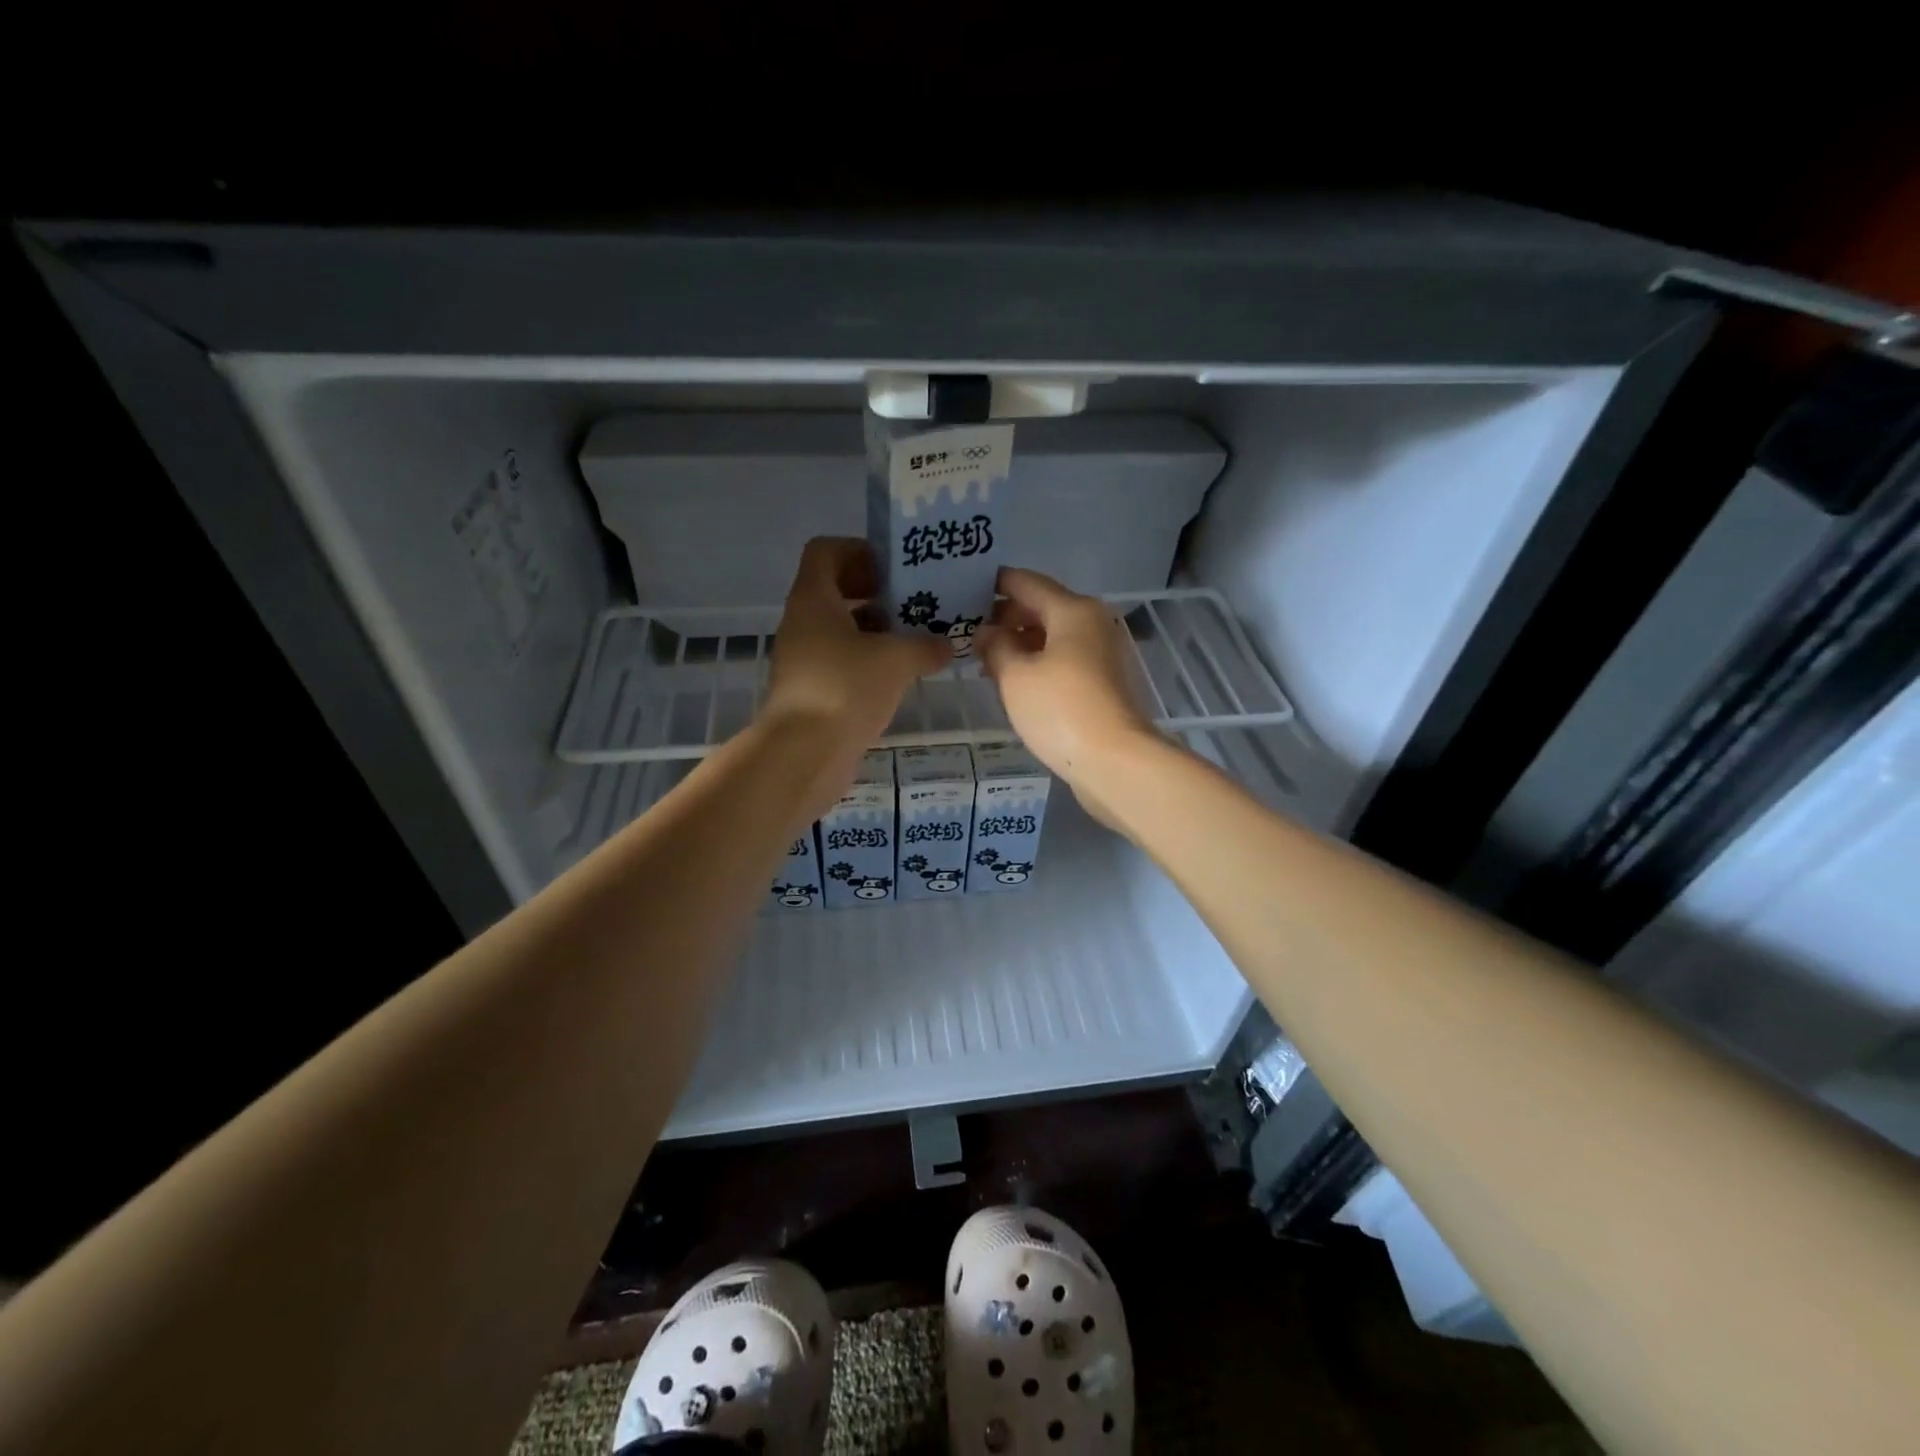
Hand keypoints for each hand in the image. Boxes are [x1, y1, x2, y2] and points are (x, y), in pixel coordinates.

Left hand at [762, 538, 950, 818]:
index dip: (859, 551)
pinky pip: (843, 662)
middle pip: (837, 591)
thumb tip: (946, 645)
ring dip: (878, 630)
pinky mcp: (813, 691)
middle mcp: (803, 623)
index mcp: (814, 600)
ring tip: (918, 638)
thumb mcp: (897, 659)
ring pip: (842, 630)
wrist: (804, 754)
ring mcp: (804, 659)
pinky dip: (870, 661)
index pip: (826, 552)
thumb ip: (926, 645)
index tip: (895, 567)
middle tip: (917, 602)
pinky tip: (902, 675)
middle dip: (878, 593)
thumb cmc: (846, 689)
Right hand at [977, 567, 1159, 828]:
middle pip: (1042, 607)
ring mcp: (1101, 654)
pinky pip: (1063, 660)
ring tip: (984, 659)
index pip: (1026, 583)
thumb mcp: (1015, 675)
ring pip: (1053, 636)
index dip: (994, 584)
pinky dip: (1037, 663)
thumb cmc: (1060, 709)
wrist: (1114, 761)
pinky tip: (1013, 681)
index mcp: (1072, 610)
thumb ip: (995, 646)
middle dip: (1006, 617)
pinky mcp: (1102, 683)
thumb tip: (987, 632)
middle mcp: (1092, 623)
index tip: (964, 590)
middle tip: (969, 631)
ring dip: (1020, 643)